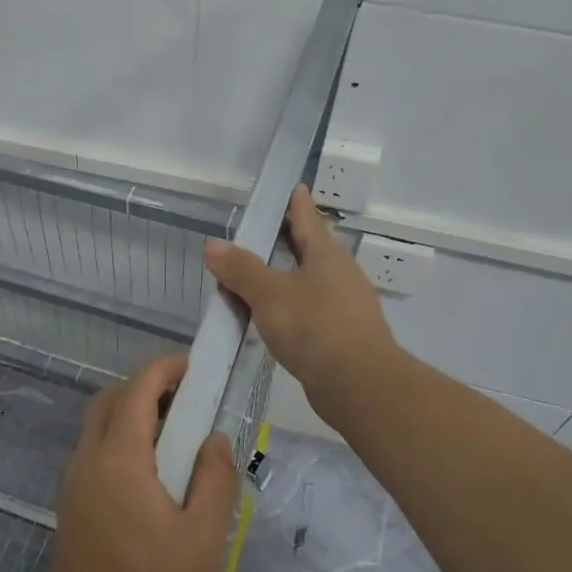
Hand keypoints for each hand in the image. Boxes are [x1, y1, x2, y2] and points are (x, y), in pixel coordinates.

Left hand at [37, 355, 241, 571]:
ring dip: (132, 412)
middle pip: (112, 399)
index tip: (192, 366)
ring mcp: (74, 478)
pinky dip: (120, 438)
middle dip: (147, 386)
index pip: (138, 390)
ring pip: (99, 423)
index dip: (164, 369)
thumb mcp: (204, 535)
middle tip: (186, 399)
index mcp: (120, 457)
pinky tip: (149, 471)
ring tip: (174, 434)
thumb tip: (214, 438)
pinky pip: (94, 449)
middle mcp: (89, 457)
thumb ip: (215, 479)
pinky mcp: (71, 499)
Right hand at [204, 184, 399, 421]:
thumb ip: (241, 269)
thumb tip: (212, 245)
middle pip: (312, 249)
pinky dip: (292, 306)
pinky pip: (312, 309)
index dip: (297, 204)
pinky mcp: (344, 334)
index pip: (308, 219)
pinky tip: (277, 319)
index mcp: (326, 255)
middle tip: (264, 233)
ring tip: (261, 278)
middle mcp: (341, 274)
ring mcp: (346, 306)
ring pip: (312, 281)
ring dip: (288, 276)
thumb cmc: (314, 327)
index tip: (294, 187)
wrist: (359, 384)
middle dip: (290, 240)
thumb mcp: (269, 294)